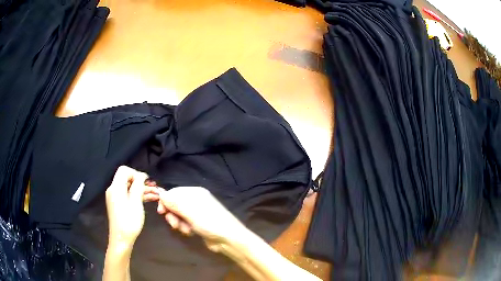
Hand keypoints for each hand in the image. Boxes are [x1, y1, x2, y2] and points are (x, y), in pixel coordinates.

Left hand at [105, 166, 158, 248]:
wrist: (121, 239)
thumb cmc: (129, 221)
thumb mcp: (136, 202)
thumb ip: (138, 186)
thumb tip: (142, 175)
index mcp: (116, 187)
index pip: (124, 170)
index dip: (136, 173)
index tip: (147, 182)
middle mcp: (114, 190)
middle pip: (127, 178)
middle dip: (141, 182)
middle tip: (155, 188)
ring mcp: (115, 197)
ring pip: (129, 188)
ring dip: (142, 189)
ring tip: (156, 194)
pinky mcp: (118, 204)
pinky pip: (128, 195)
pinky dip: (137, 196)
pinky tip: (149, 199)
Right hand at [156, 186, 245, 251]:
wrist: (228, 238)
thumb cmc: (209, 221)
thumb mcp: (189, 210)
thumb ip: (174, 202)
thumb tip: (161, 194)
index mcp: (194, 193)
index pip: (174, 192)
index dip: (166, 201)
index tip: (161, 212)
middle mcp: (196, 200)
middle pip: (175, 204)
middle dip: (172, 215)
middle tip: (175, 224)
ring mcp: (197, 212)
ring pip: (179, 215)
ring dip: (179, 223)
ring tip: (185, 230)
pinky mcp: (198, 223)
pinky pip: (185, 223)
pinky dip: (185, 227)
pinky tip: (190, 233)